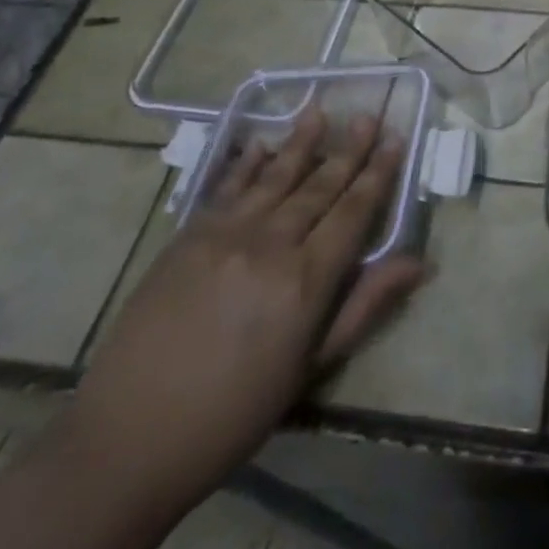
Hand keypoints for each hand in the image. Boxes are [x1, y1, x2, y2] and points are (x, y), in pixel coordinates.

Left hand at [66, 112, 425, 513]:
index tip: (395, 139)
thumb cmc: (234, 414)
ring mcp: (226, 234)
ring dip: (301, 141)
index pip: (354, 211)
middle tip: (368, 115)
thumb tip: (419, 263)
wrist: (129, 438)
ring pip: (276, 177)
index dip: (378, 174)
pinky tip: (262, 145)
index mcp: (306, 280)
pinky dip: (248, 164)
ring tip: (320, 109)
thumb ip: (364, 306)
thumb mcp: (310, 369)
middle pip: (319, 185)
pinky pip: (227, 188)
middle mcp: (271, 244)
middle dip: (348, 149)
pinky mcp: (188, 236)